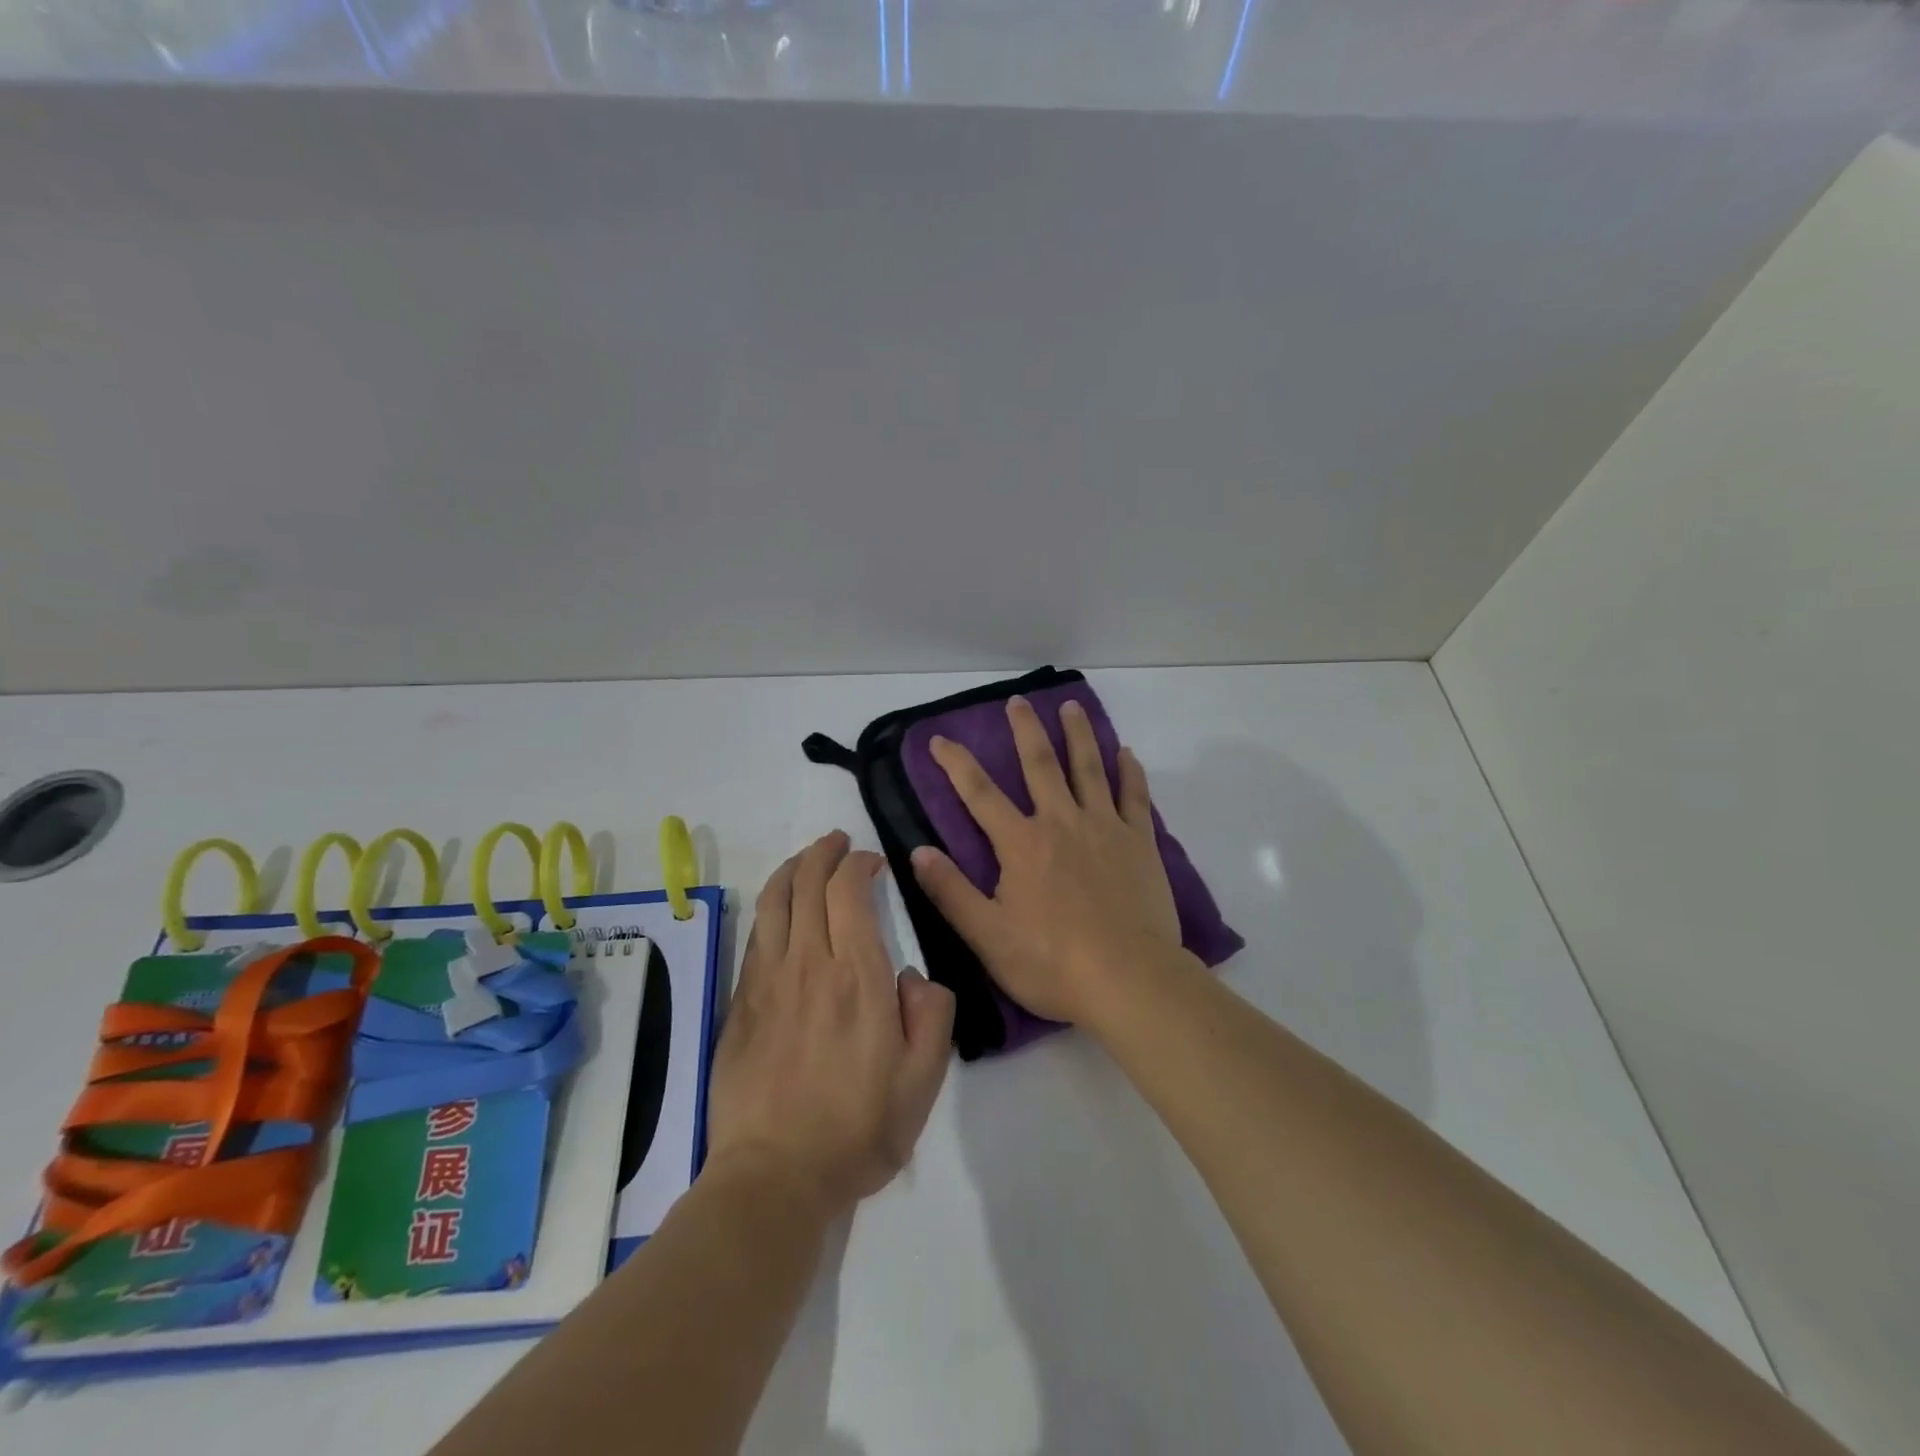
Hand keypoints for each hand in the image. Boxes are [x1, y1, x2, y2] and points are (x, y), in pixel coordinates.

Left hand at [706, 832, 955, 1220]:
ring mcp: (768, 981)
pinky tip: (779, 907)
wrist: (773, 1176)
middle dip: (824, 852)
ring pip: (774, 900)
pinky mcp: (741, 1002)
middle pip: (807, 883)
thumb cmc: (857, 1130)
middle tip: (839, 842)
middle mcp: (808, 964)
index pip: (849, 892)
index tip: (873, 862)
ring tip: (808, 857)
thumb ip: (932, 1017)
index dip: (859, 864)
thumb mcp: (923, 1082)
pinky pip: (755, 934)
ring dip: (792, 868)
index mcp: (857, 977)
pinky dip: (769, 905)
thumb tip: (914, 978)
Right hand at [909, 696, 1184, 1026]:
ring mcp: (1104, 828)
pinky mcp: (1139, 842)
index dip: (956, 764)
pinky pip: (1134, 796)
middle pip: (1040, 765)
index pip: (980, 794)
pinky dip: (1130, 772)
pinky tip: (1127, 753)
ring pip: (1089, 768)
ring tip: (1071, 706)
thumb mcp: (987, 935)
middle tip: (1017, 702)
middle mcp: (1061, 822)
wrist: (1128, 979)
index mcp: (1021, 844)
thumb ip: (951, 891)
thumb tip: (918, 852)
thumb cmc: (1052, 962)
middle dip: (1025, 730)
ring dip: (1078, 734)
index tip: (939, 739)